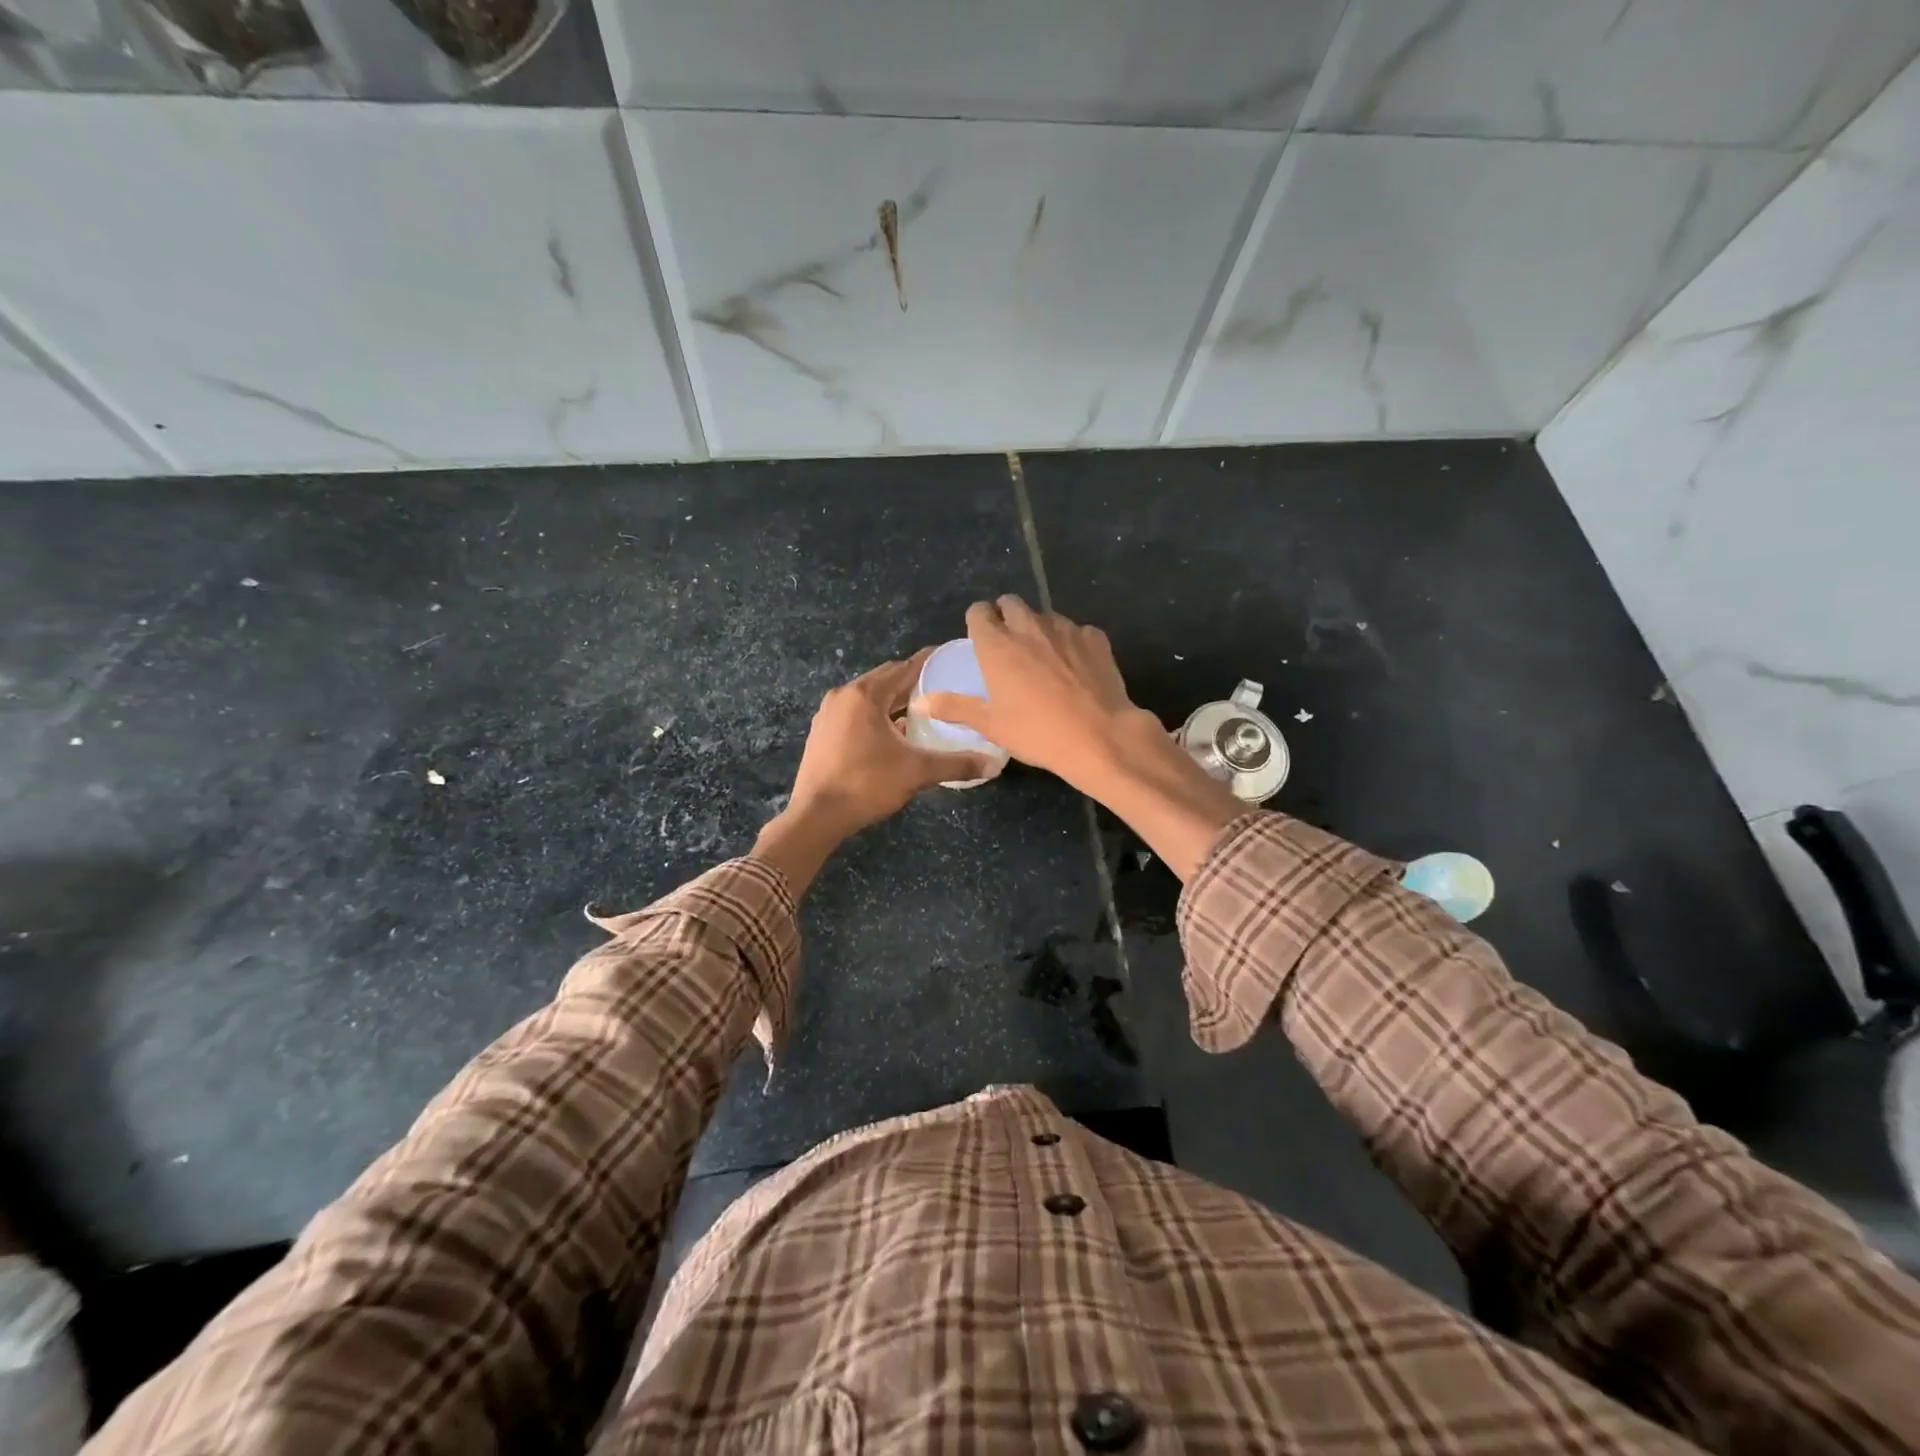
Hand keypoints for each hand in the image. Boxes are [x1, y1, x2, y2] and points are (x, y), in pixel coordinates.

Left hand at [787, 648, 997, 839]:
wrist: (816, 816)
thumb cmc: (867, 784)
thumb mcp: (917, 772)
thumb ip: (957, 764)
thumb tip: (993, 765)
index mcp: (865, 695)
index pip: (904, 668)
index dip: (929, 662)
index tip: (950, 659)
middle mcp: (843, 696)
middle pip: (884, 679)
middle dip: (912, 683)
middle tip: (941, 688)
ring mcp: (828, 714)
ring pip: (868, 698)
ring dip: (893, 701)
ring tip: (921, 712)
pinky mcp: (821, 733)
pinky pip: (855, 714)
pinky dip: (875, 716)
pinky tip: (892, 735)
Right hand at [916, 596, 1243, 877]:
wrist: (1099, 736)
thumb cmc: (1036, 732)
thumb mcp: (990, 725)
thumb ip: (954, 707)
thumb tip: (919, 704)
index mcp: (997, 644)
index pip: (979, 611)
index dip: (978, 621)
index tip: (980, 638)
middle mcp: (1028, 627)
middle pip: (1011, 603)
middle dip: (1006, 615)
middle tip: (1008, 644)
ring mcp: (1065, 629)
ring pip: (1045, 615)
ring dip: (1038, 628)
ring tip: (1043, 658)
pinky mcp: (1095, 638)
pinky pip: (1077, 631)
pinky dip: (1071, 642)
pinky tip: (1075, 667)